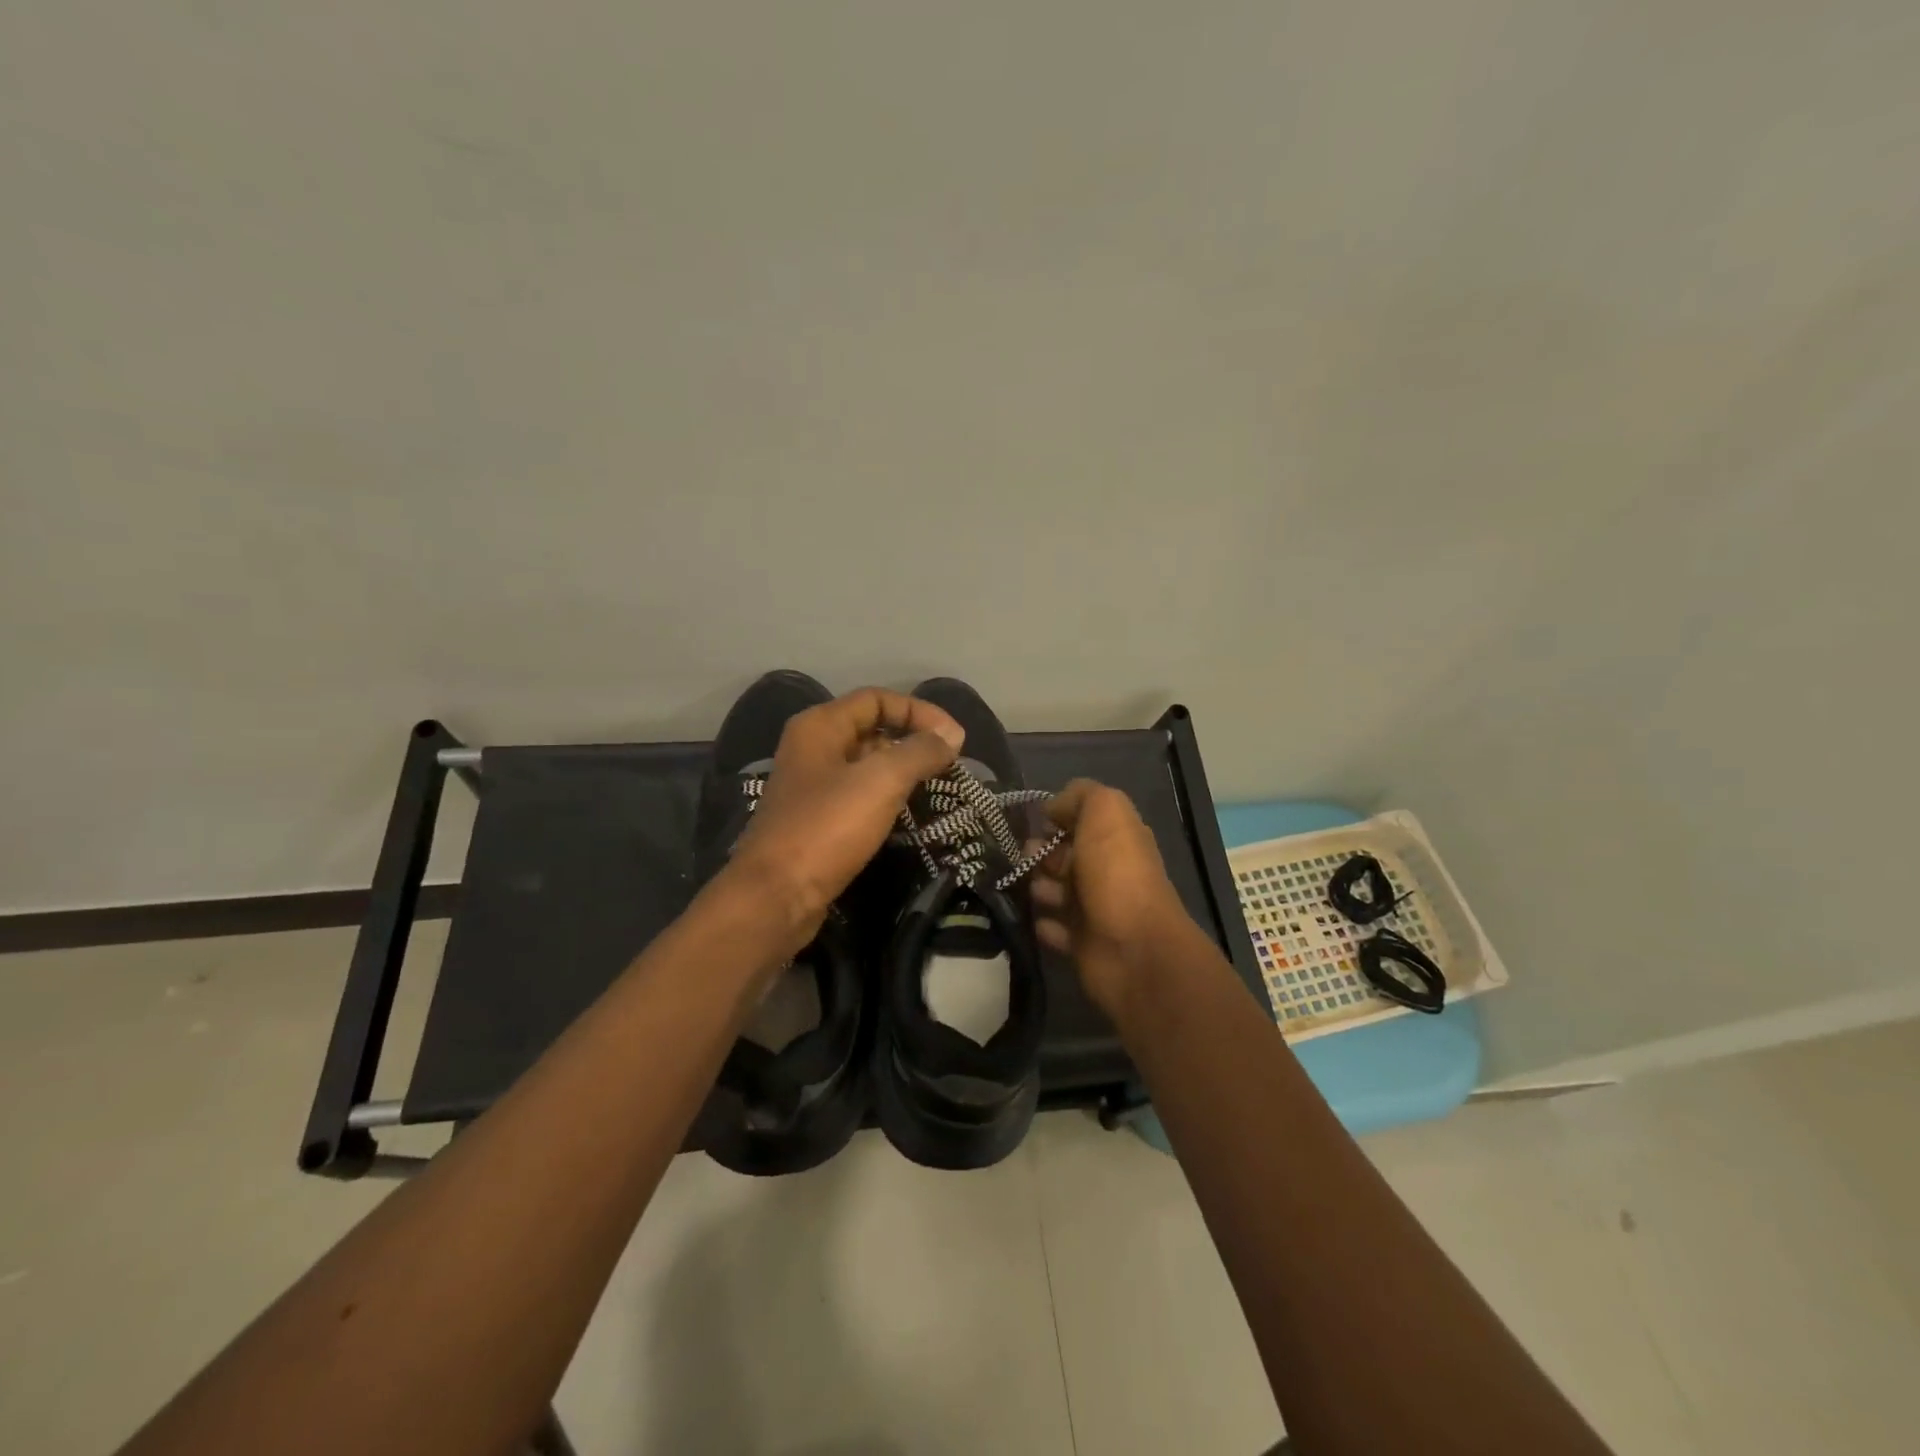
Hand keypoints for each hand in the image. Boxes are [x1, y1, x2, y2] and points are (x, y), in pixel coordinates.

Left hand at [725, 687, 962, 949]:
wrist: (775, 897)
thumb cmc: (826, 828)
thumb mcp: (881, 781)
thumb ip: (920, 752)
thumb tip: (952, 735)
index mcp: (820, 727)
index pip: (877, 699)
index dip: (919, 711)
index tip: (955, 739)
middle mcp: (812, 749)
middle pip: (871, 729)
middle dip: (912, 741)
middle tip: (950, 764)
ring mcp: (811, 787)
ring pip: (865, 765)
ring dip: (901, 771)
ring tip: (937, 787)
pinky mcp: (815, 821)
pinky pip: (858, 796)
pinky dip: (885, 798)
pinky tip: (908, 815)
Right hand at [1030, 779, 1196, 1020]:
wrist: (1133, 948)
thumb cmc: (1116, 873)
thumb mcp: (1105, 812)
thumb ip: (1081, 797)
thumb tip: (1054, 806)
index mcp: (1117, 838)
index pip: (1082, 820)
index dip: (1057, 816)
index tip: (1032, 820)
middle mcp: (1107, 871)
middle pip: (1065, 856)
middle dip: (1040, 852)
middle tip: (1020, 856)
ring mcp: (1096, 910)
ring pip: (1057, 891)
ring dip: (1038, 886)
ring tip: (1024, 885)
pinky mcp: (1082, 944)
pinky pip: (1055, 929)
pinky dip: (1043, 923)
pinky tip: (1033, 918)